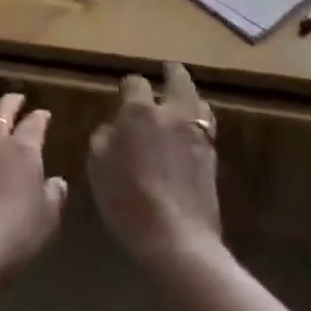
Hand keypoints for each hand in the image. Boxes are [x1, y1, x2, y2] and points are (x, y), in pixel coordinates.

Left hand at [0, 92, 66, 283]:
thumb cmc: (13, 234)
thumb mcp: (46, 220)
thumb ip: (53, 196)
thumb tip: (57, 181)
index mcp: (22, 149)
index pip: (34, 123)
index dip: (40, 117)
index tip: (44, 114)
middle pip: (2, 111)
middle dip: (11, 102)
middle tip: (18, 98)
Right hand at [87, 62, 221, 268]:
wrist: (177, 240)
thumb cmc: (128, 200)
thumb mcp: (98, 167)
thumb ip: (103, 138)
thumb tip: (113, 128)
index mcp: (140, 110)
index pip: (135, 82)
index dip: (128, 85)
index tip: (123, 92)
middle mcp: (172, 114)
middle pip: (178, 80)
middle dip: (172, 73)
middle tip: (167, 70)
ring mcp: (197, 135)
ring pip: (198, 102)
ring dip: (190, 96)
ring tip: (183, 99)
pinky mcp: (212, 158)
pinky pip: (206, 128)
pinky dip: (199, 122)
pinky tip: (191, 132)